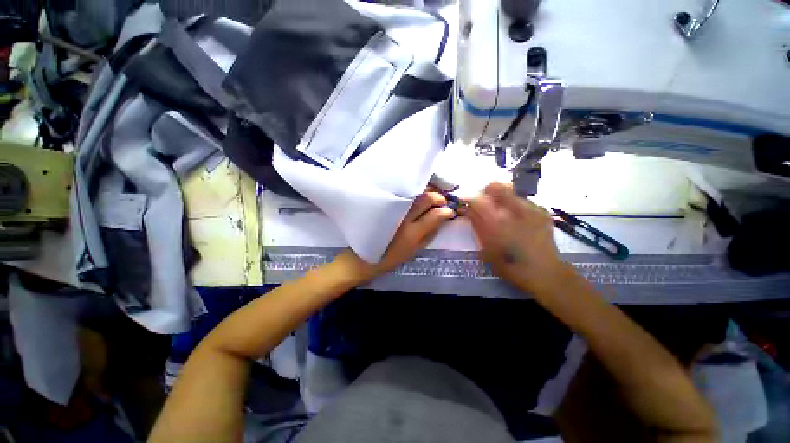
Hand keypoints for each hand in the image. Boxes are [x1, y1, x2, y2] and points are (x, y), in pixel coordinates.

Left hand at [336, 192, 455, 282]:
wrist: (361, 258)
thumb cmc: (389, 259)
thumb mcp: (413, 251)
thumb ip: (428, 234)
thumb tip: (442, 219)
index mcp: (411, 233)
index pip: (435, 215)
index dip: (446, 211)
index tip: (449, 210)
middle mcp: (402, 217)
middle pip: (425, 198)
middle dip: (438, 196)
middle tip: (441, 200)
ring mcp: (391, 208)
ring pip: (414, 192)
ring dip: (427, 191)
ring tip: (431, 194)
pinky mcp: (382, 204)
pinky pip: (402, 193)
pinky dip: (413, 192)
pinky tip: (416, 194)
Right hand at [467, 182, 567, 292]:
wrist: (545, 272)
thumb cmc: (510, 264)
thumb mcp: (486, 248)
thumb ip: (477, 225)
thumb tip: (468, 209)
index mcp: (498, 223)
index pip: (478, 199)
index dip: (468, 197)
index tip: (464, 199)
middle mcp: (515, 210)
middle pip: (495, 186)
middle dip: (485, 192)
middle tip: (483, 204)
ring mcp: (532, 208)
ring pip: (509, 190)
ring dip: (500, 198)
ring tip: (500, 213)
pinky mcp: (542, 211)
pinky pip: (522, 199)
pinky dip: (514, 204)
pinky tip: (515, 219)